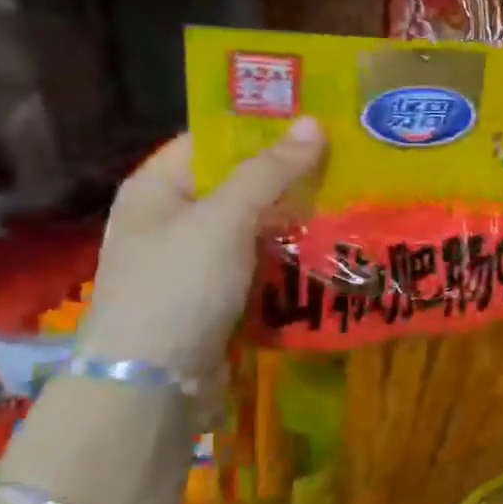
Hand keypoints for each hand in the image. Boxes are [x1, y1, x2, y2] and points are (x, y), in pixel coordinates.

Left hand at [73, 120, 327, 379]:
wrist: (152, 385)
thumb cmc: (177, 287)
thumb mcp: (223, 220)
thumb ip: (269, 172)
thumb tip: (313, 123)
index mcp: (157, 187)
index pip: (213, 139)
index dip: (260, 126)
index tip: (315, 118)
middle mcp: (173, 217)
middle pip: (238, 181)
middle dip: (289, 172)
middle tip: (346, 156)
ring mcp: (196, 259)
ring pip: (255, 224)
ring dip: (296, 215)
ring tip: (350, 195)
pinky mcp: (219, 294)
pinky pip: (261, 260)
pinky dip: (291, 252)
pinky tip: (332, 243)